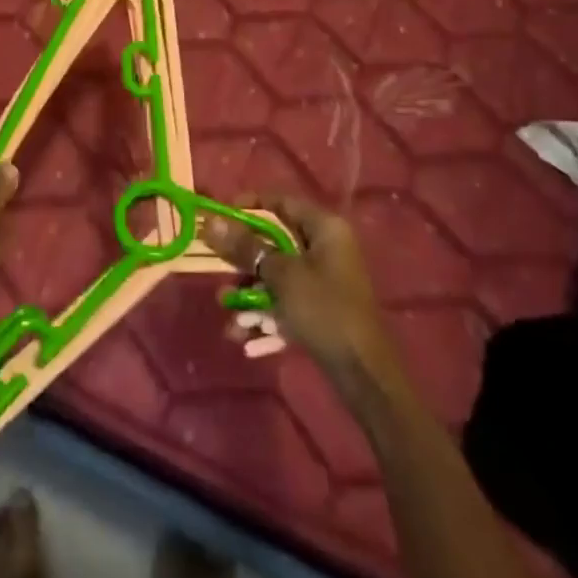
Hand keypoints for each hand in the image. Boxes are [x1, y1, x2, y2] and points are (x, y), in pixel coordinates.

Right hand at [204, 194, 392, 377]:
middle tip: (218, 271)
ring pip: (278, 277)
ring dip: (251, 296)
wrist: (365, 376)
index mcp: (324, 228)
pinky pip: (287, 303)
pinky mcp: (322, 310)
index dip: (249, 205)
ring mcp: (325, 280)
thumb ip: (247, 248)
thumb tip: (212, 221)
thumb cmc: (324, 310)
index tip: (220, 216)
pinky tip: (245, 340)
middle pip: (275, 242)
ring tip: (229, 317)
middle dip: (244, 261)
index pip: (281, 201)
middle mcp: (326, 248)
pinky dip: (268, 317)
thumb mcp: (282, 276)